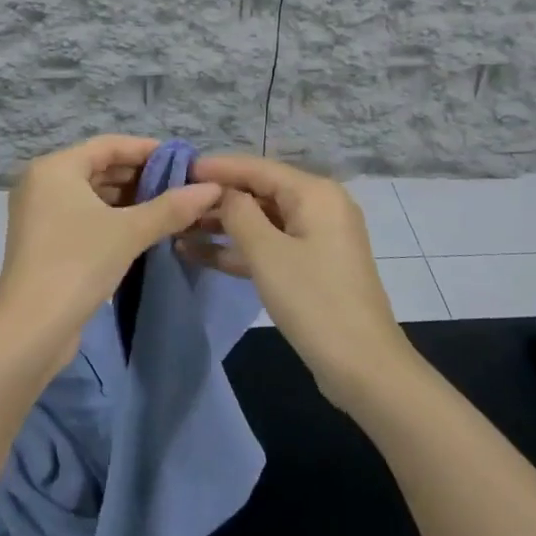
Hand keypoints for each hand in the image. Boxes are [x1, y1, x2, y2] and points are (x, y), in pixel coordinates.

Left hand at [0, 136, 222, 373]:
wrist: (31, 329)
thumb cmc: (77, 264)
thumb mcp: (129, 232)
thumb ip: (171, 207)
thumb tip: (212, 189)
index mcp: (54, 168)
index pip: (108, 145)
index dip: (147, 149)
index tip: (182, 159)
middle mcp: (42, 182)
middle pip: (99, 167)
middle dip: (140, 175)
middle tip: (181, 185)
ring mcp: (39, 213)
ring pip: (92, 194)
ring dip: (128, 199)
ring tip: (169, 207)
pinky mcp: (44, 240)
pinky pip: (83, 215)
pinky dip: (111, 217)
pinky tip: (143, 228)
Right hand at [188, 155, 414, 413]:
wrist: (364, 368)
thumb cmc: (314, 301)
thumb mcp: (267, 253)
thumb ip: (238, 212)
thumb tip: (219, 190)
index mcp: (314, 193)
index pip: (257, 168)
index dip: (217, 167)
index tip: (178, 169)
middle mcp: (318, 206)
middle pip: (259, 192)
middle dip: (216, 198)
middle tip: (172, 201)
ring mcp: (315, 238)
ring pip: (261, 221)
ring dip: (221, 226)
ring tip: (176, 228)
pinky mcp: (310, 266)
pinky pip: (268, 246)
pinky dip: (238, 249)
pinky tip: (196, 254)